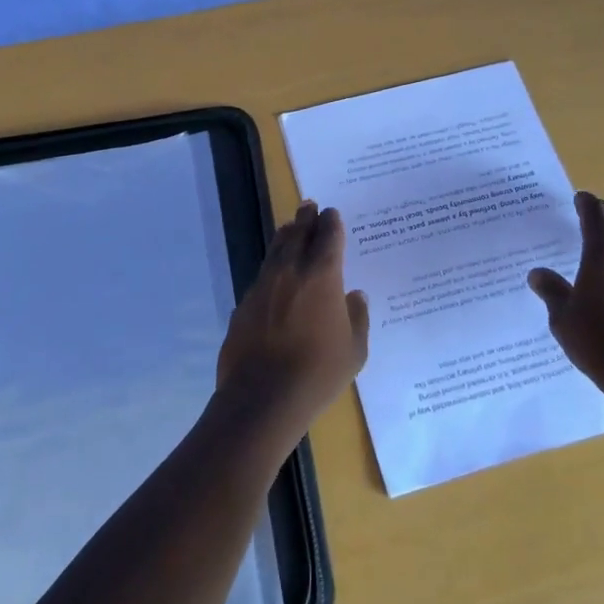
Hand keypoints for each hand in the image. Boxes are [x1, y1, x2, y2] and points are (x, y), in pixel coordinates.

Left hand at [217, 201, 369, 444]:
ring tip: (291, 226)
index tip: (332, 213)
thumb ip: (357, 317)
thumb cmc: (318, 373)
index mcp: (322, 276)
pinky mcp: (245, 303)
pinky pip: (263, 274)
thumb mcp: (354, 350)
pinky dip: (272, 265)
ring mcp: (263, 285)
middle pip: (298, 233)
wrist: (262, 397)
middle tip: (309, 205)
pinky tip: (275, 272)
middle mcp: (291, 271)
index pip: (328, 237)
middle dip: (306, 218)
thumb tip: (355, 295)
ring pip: (276, 249)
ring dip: (286, 235)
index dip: (331, 222)